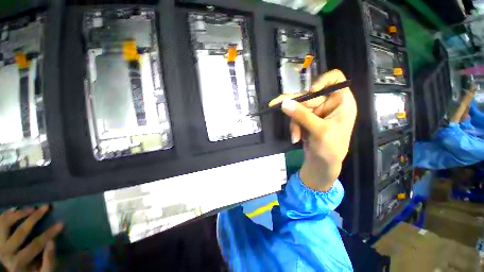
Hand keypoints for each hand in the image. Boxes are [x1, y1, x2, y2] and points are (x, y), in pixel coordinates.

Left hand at [0, 206, 63, 271]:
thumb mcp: (44, 271)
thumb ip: (48, 260)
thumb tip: (52, 241)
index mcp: (17, 263)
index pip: (35, 245)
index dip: (49, 234)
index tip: (62, 223)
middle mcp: (5, 253)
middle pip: (20, 232)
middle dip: (34, 218)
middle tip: (46, 207)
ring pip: (6, 224)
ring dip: (20, 214)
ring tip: (32, 208)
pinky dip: (7, 214)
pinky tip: (15, 209)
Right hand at [269, 69, 356, 190]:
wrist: (322, 165)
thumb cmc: (330, 149)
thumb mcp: (319, 131)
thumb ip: (302, 115)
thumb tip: (284, 102)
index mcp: (341, 102)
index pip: (335, 79)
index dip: (322, 81)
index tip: (311, 92)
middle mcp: (328, 104)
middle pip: (308, 96)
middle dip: (296, 108)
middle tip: (275, 105)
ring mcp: (316, 112)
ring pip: (298, 107)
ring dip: (294, 123)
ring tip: (296, 137)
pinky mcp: (306, 119)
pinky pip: (295, 116)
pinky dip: (293, 127)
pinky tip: (296, 138)